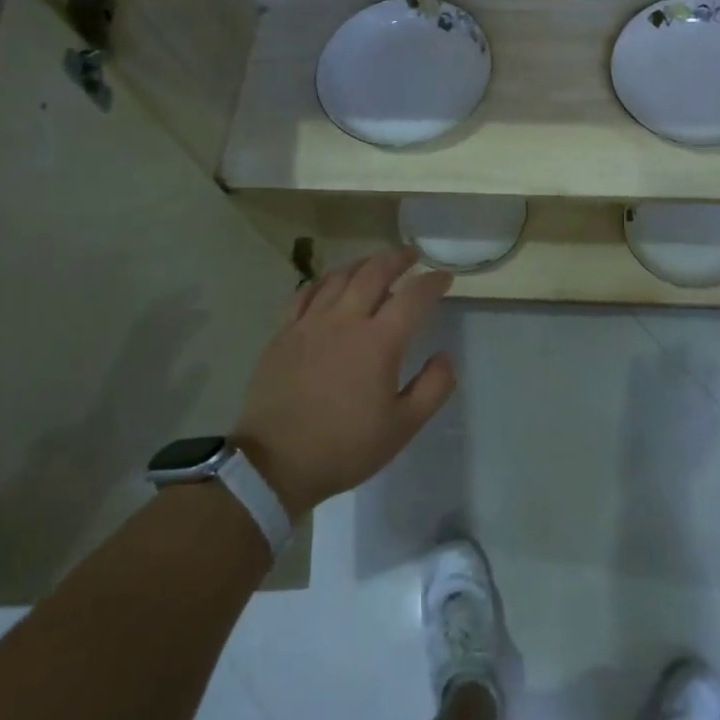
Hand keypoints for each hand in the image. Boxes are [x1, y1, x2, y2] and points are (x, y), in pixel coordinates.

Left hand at [233, 246, 454, 518]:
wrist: (274, 463)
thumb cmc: (345, 447)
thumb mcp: (403, 427)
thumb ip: (433, 388)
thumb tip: (445, 356)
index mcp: (379, 341)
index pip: (414, 296)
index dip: (433, 282)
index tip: (444, 277)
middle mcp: (346, 320)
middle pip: (374, 272)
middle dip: (397, 258)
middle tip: (411, 255)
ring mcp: (310, 323)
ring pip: (339, 276)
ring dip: (363, 263)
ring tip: (375, 263)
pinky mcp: (284, 333)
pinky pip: (306, 292)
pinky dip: (325, 280)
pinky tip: (331, 283)